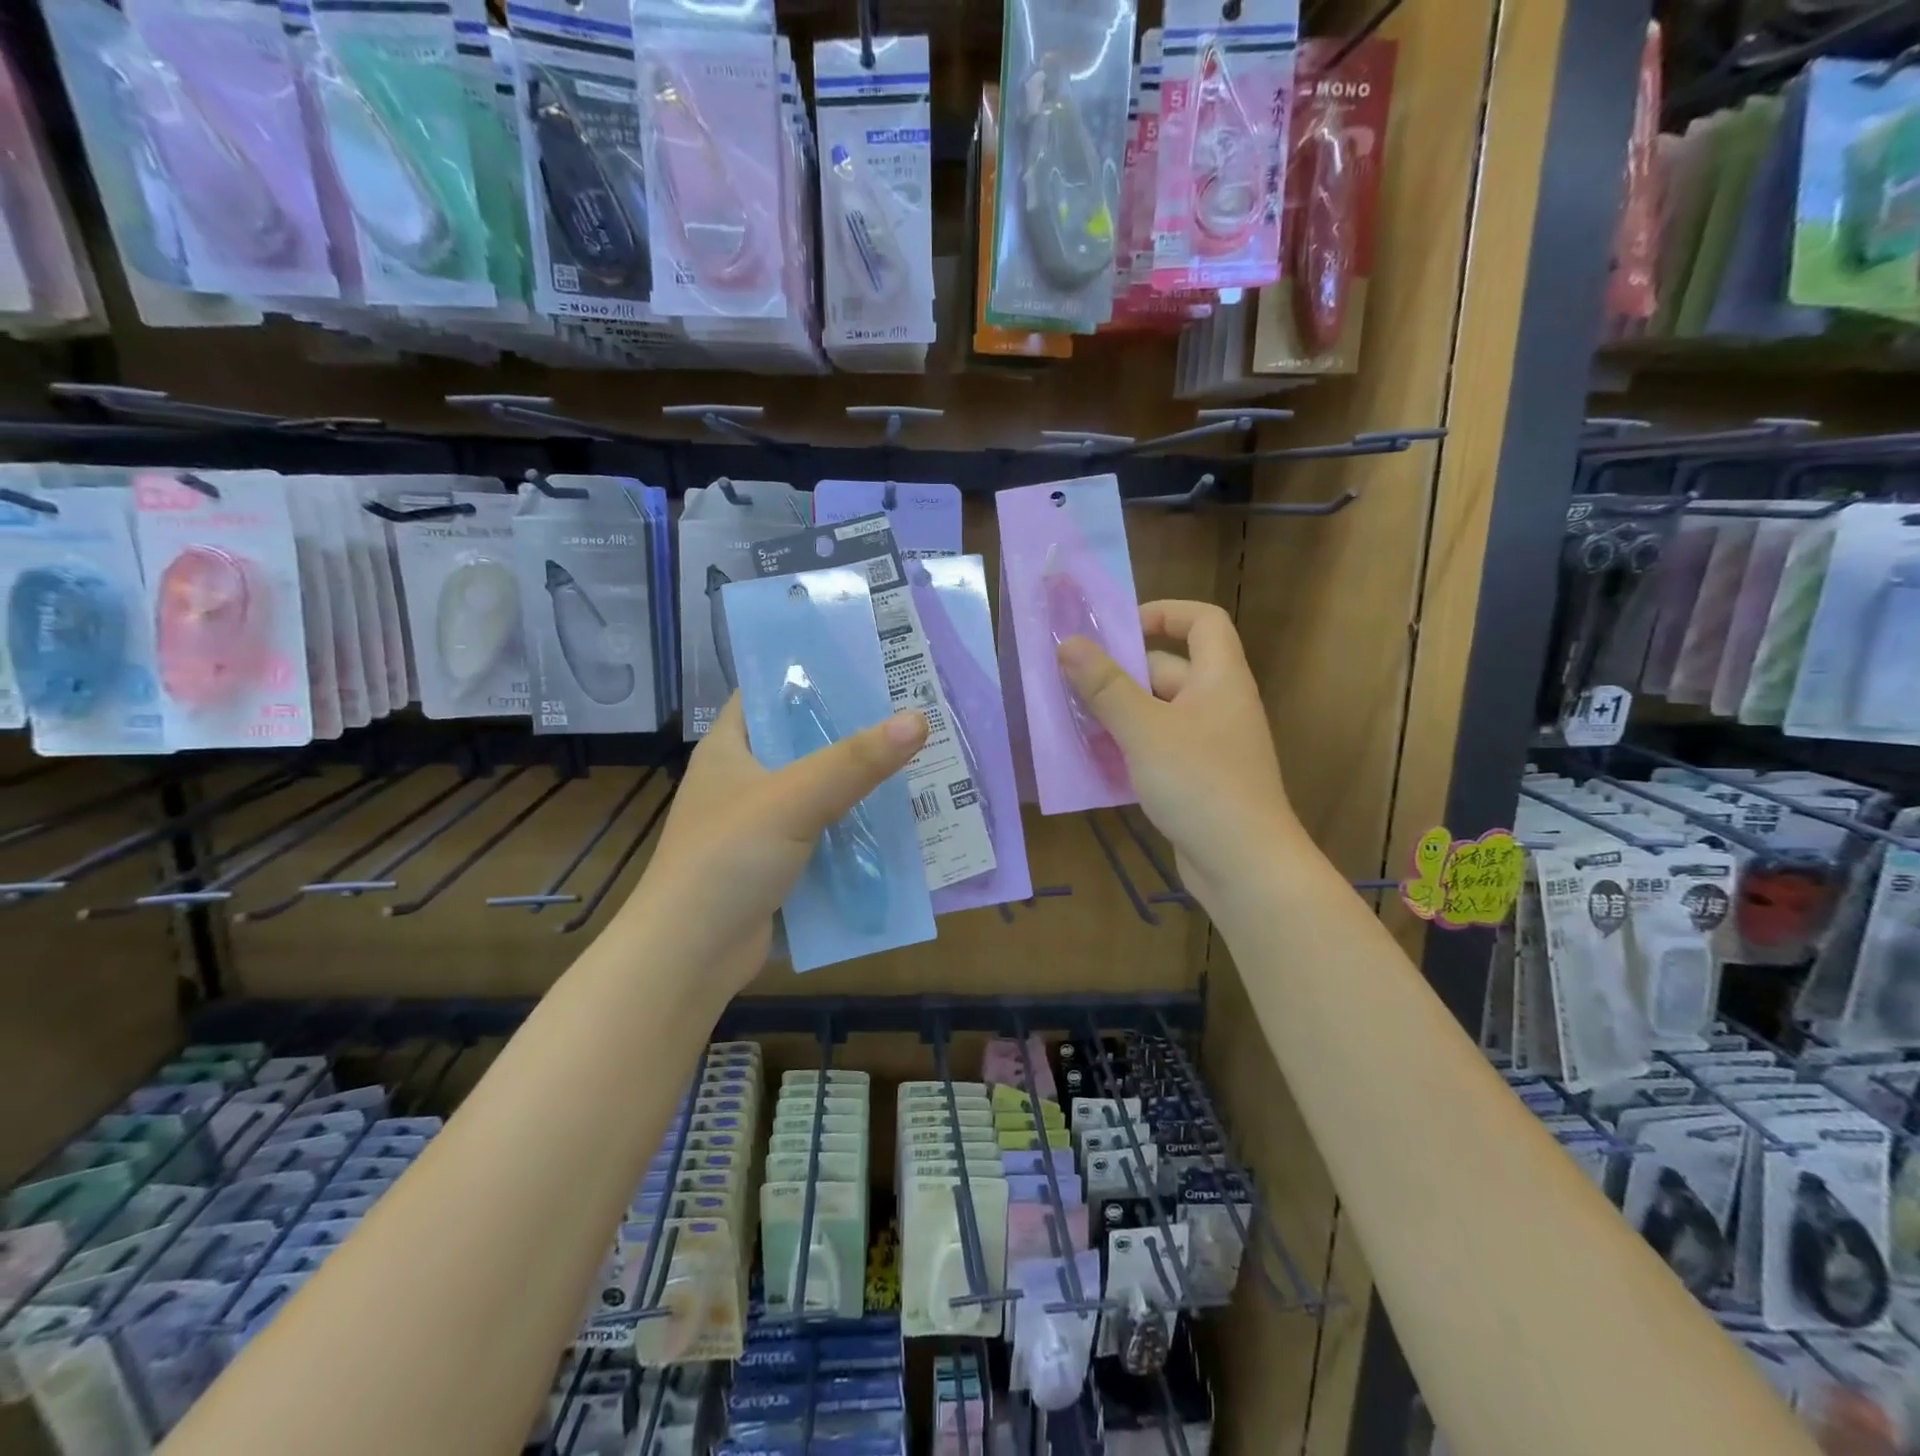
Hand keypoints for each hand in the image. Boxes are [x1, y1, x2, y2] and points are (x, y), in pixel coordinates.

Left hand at [617, 696, 927, 999]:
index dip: (812, 673)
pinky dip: (854, 828)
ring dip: (859, 783)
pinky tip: (898, 821)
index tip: (868, 664)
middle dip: (852, 731)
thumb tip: (918, 719)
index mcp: (729, 747)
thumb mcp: (793, 799)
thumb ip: (855, 761)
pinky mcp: (778, 863)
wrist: (690, 956)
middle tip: (910, 714)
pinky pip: (824, 833)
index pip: (769, 692)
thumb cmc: (727, 859)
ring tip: (916, 761)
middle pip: (803, 741)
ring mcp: (760, 824)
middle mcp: (743, 779)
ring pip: (819, 790)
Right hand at [1057, 600, 1302, 911]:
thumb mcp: (1145, 730)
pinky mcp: (1197, 779)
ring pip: (1157, 713)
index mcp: (1220, 678)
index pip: (1203, 621)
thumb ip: (1105, 686)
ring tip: (1072, 722)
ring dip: (1118, 714)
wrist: (1245, 865)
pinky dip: (1128, 748)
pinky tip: (1094, 764)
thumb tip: (1069, 642)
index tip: (1118, 629)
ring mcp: (1209, 745)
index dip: (1164, 613)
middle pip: (1168, 669)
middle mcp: (1218, 704)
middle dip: (1121, 674)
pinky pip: (1157, 748)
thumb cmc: (1200, 784)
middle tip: (1072, 685)